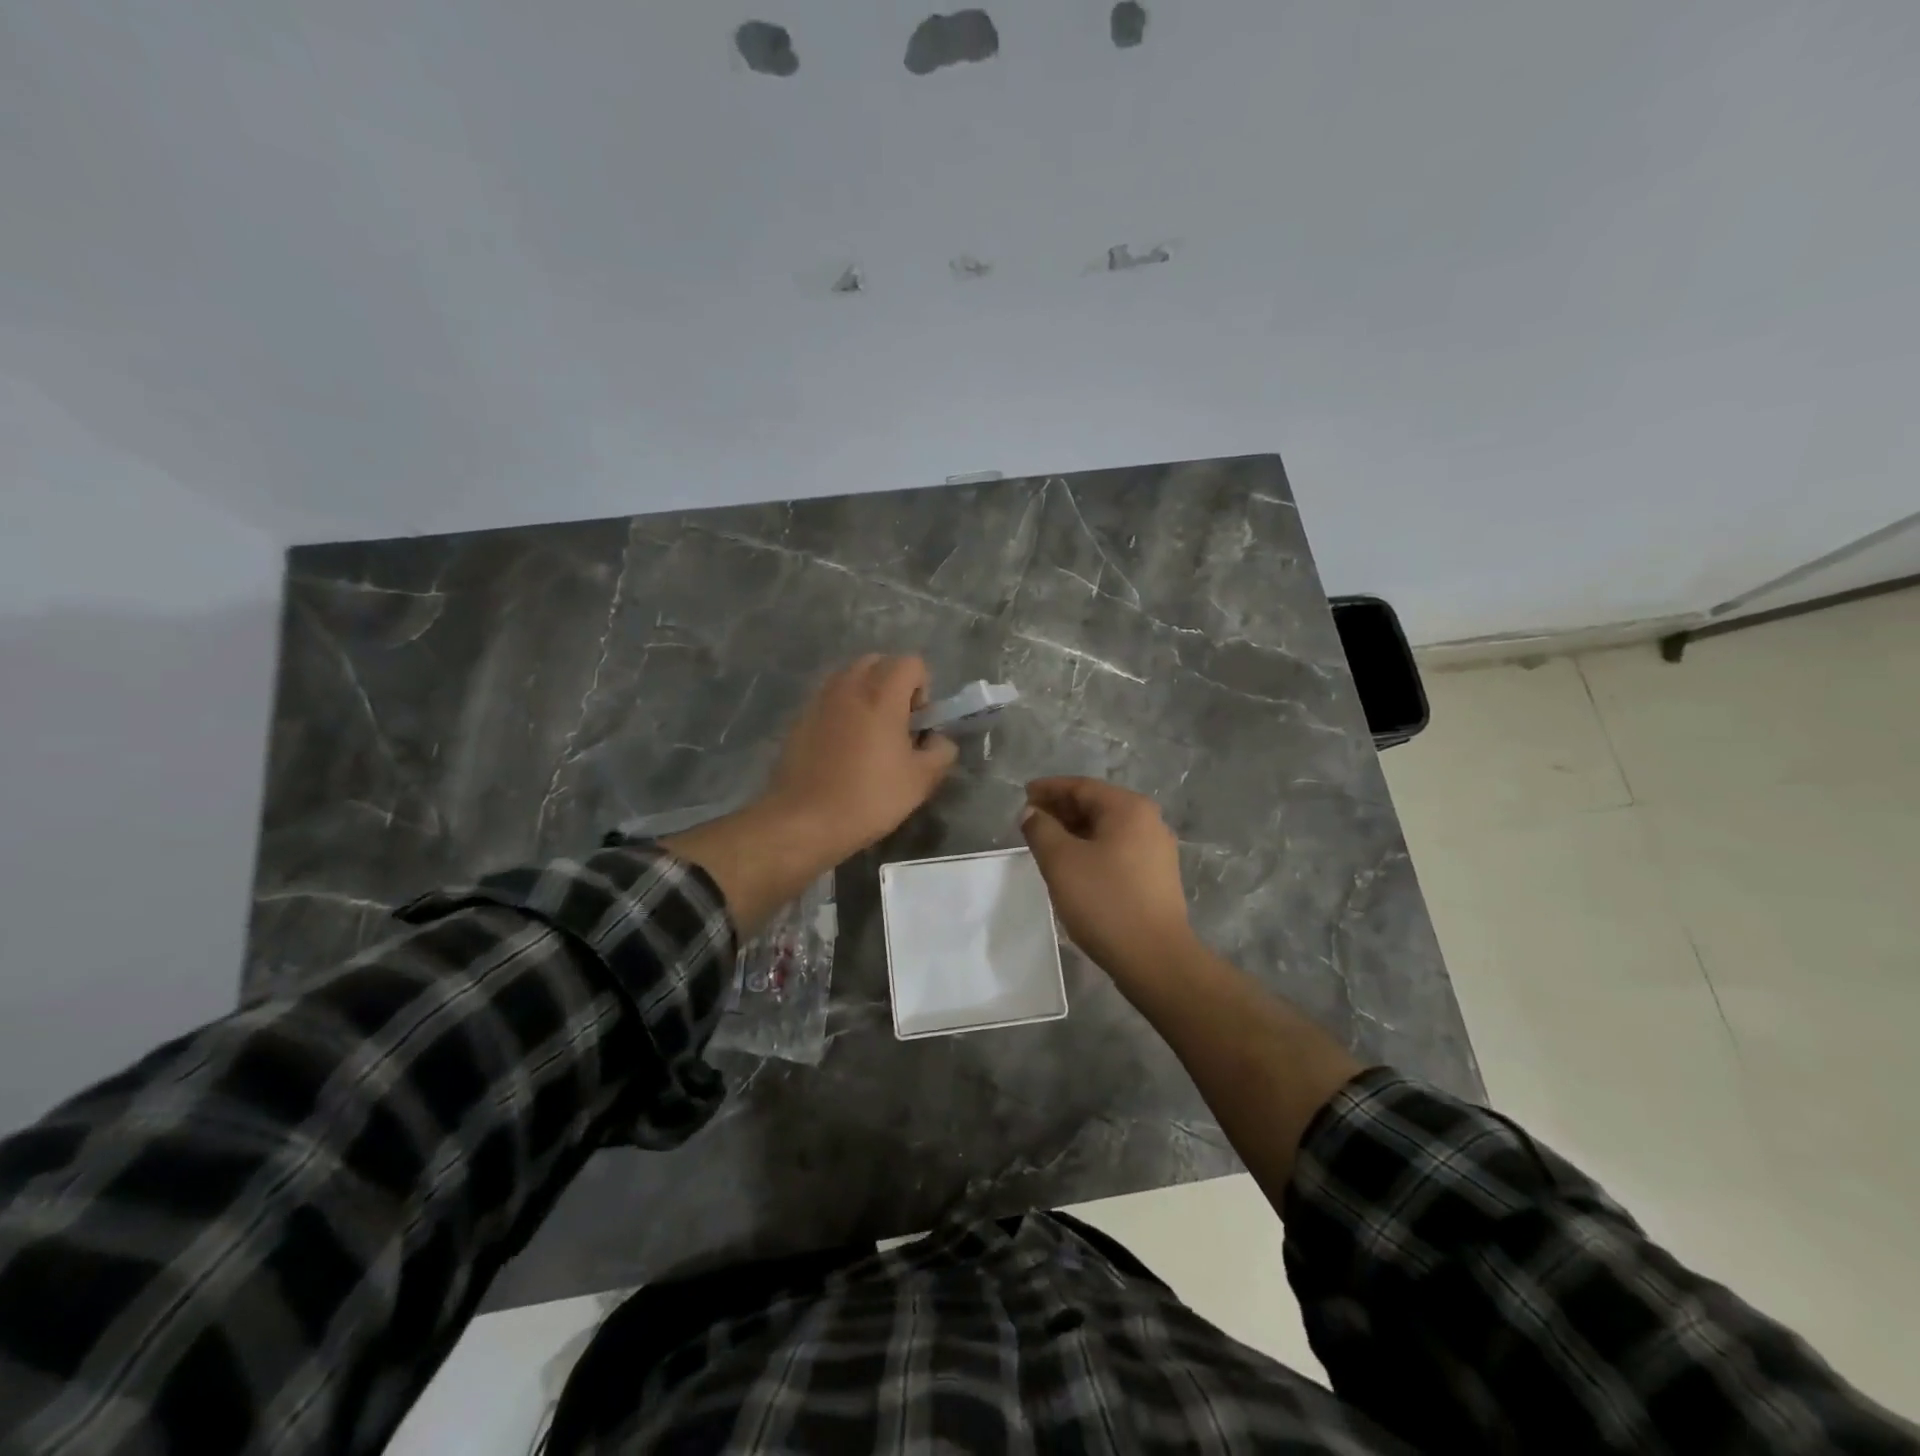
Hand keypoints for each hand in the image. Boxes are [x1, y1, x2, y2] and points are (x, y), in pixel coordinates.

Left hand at [763, 655, 957, 863]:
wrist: (804, 821)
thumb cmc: (869, 797)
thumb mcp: (921, 781)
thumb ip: (941, 751)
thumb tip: (937, 740)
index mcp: (882, 694)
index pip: (912, 662)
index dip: (923, 689)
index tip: (917, 724)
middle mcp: (849, 686)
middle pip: (879, 662)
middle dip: (894, 685)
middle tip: (896, 725)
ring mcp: (819, 699)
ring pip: (850, 677)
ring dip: (867, 695)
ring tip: (869, 735)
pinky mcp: (799, 718)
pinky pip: (829, 699)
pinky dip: (842, 710)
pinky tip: (842, 749)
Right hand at [1020, 777, 1193, 980]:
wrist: (1155, 958)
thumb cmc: (1105, 901)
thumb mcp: (1061, 861)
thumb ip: (1041, 829)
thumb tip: (1032, 812)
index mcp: (1128, 809)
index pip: (1081, 787)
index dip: (1049, 789)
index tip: (1023, 795)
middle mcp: (1148, 821)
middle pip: (1097, 804)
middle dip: (1061, 809)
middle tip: (1030, 820)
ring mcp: (1157, 849)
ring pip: (1107, 828)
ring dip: (1075, 830)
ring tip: (1046, 842)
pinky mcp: (1157, 875)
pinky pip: (1117, 849)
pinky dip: (1092, 848)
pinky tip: (1073, 864)